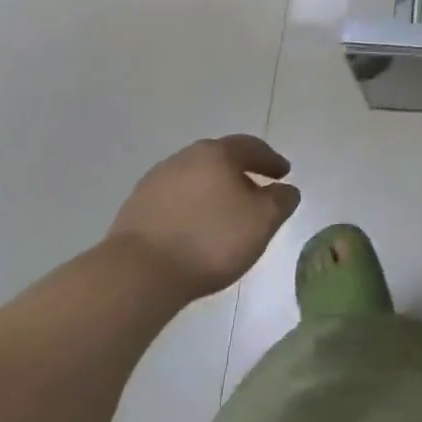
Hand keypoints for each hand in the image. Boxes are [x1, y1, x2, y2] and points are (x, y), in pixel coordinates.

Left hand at [107, 135, 299, 300]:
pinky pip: (174, 199)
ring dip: (213, 190)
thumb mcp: (262, 222)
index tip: (284, 174)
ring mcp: (155, 181)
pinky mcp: (135, 207)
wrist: (139, 273)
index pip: (251, 147)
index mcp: (217, 153)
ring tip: (224, 213)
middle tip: (256, 190)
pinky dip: (190, 207)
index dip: (271, 160)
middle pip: (220, 159)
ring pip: (195, 178)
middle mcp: (185, 157)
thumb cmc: (210, 240)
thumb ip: (281, 201)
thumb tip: (285, 190)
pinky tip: (195, 228)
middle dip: (240, 172)